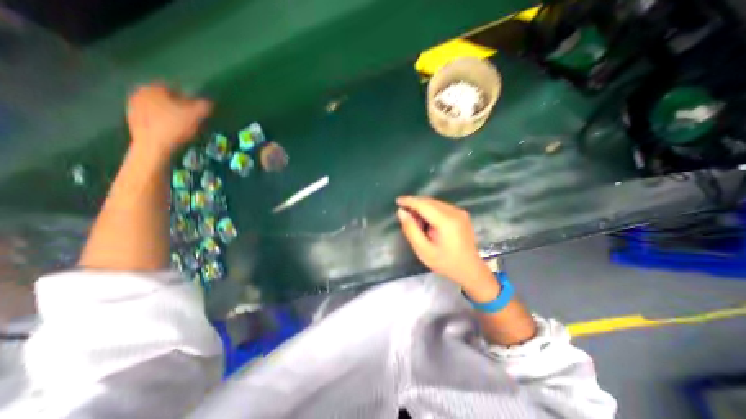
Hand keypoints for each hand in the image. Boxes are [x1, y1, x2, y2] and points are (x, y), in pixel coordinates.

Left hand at [126, 84, 212, 155]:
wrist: (153, 146)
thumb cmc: (175, 127)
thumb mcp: (196, 116)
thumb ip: (204, 106)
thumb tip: (209, 102)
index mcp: (154, 88)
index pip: (176, 89)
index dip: (190, 99)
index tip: (198, 110)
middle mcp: (140, 93)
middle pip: (166, 99)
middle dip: (179, 107)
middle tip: (191, 118)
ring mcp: (133, 107)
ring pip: (159, 108)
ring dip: (171, 115)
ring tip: (183, 127)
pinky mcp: (132, 120)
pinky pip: (152, 118)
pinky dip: (162, 123)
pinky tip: (172, 132)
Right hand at [395, 196, 493, 291]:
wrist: (470, 269)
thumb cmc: (445, 262)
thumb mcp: (423, 250)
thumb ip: (411, 229)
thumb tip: (401, 212)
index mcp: (446, 221)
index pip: (424, 204)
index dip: (409, 201)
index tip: (397, 201)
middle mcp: (454, 212)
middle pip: (430, 202)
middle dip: (415, 205)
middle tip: (405, 216)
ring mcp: (459, 212)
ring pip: (435, 203)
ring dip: (422, 208)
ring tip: (416, 222)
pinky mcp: (461, 214)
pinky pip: (441, 207)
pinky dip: (430, 211)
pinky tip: (427, 222)